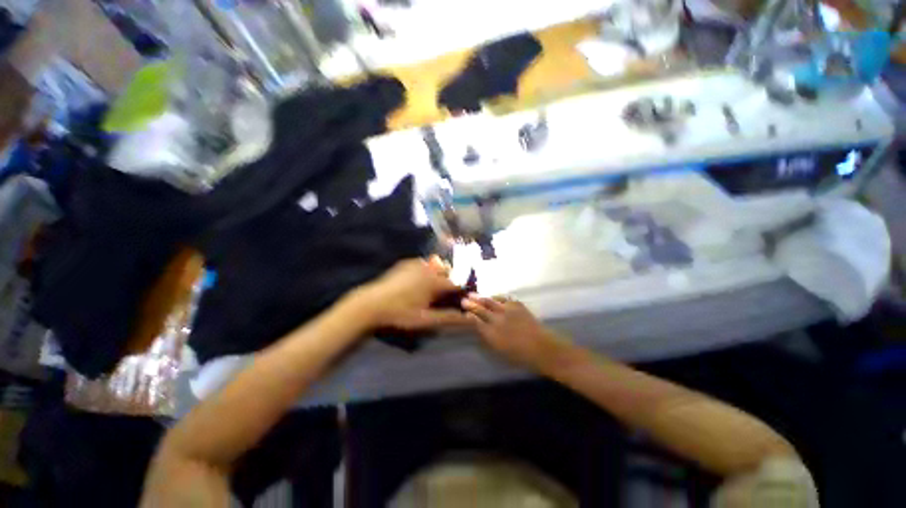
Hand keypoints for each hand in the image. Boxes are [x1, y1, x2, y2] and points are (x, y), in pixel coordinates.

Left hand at [353, 257, 470, 330]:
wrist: (371, 304)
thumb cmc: (400, 313)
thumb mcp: (425, 319)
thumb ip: (448, 317)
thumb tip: (469, 318)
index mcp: (435, 282)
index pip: (457, 282)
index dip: (461, 290)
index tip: (460, 298)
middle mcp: (429, 268)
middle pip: (449, 270)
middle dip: (450, 280)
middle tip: (444, 294)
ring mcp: (416, 263)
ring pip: (437, 264)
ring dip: (439, 273)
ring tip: (432, 287)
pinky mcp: (406, 263)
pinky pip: (423, 262)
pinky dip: (427, 269)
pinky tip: (418, 281)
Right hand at [462, 295, 568, 370]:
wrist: (542, 347)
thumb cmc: (520, 355)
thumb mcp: (499, 351)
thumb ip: (487, 338)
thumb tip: (478, 329)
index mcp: (492, 333)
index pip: (475, 321)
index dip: (468, 316)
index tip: (463, 312)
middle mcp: (497, 319)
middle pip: (481, 309)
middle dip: (471, 304)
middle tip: (463, 300)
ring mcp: (508, 310)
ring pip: (490, 301)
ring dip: (480, 298)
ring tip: (472, 295)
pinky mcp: (517, 305)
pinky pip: (503, 298)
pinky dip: (496, 297)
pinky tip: (492, 297)